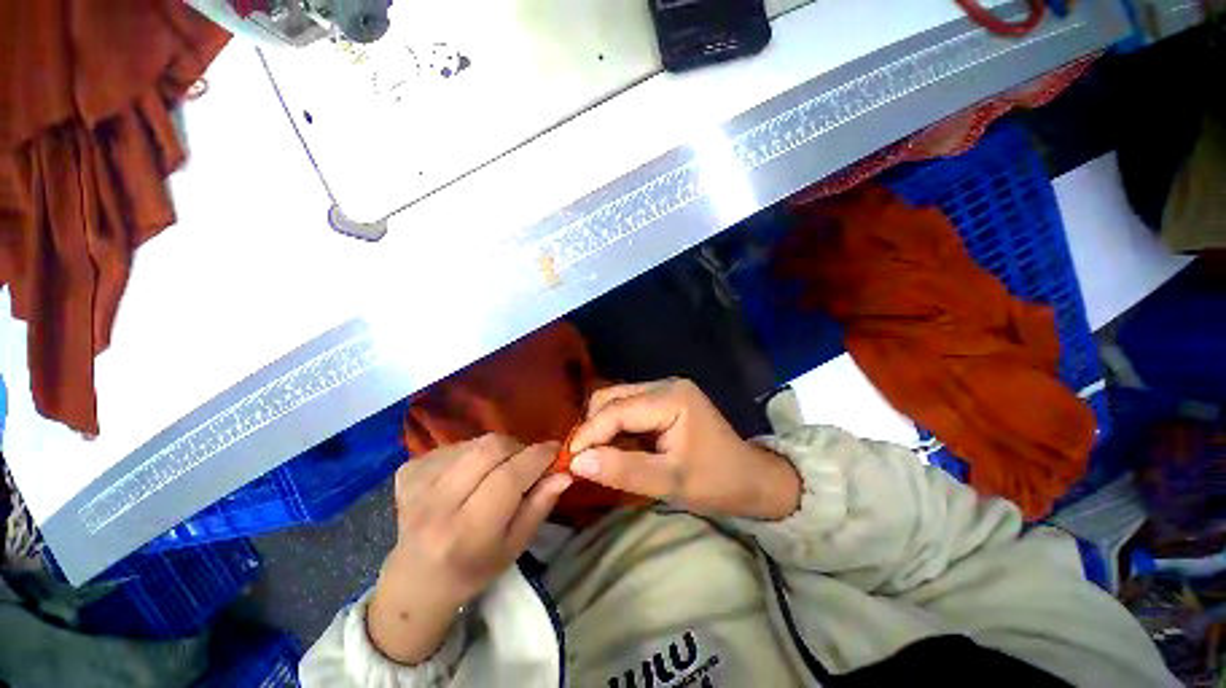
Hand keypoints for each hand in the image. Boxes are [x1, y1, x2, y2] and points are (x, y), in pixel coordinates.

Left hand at [368, 435, 572, 663]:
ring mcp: (416, 484)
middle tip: (527, 460)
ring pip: (475, 443)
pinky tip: (471, 473)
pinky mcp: (408, 471)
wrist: (415, 581)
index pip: (509, 477)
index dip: (538, 456)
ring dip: (497, 450)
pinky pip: (455, 445)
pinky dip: (474, 452)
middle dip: (518, 447)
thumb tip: (565, 471)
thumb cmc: (473, 570)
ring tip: (498, 470)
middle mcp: (437, 505)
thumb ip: (541, 505)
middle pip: (490, 449)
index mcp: (467, 532)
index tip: (556, 449)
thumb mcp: (516, 546)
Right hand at [567, 378, 800, 520]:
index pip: (617, 409)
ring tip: (596, 457)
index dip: (589, 433)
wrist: (751, 479)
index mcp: (672, 398)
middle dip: (593, 428)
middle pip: (612, 397)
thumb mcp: (670, 482)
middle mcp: (665, 385)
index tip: (568, 461)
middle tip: (582, 461)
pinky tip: (614, 448)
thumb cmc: (716, 482)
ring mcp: (664, 390)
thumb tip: (578, 462)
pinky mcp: (663, 400)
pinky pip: (627, 409)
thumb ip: (623, 469)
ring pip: (616, 401)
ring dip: (602, 428)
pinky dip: (615, 428)